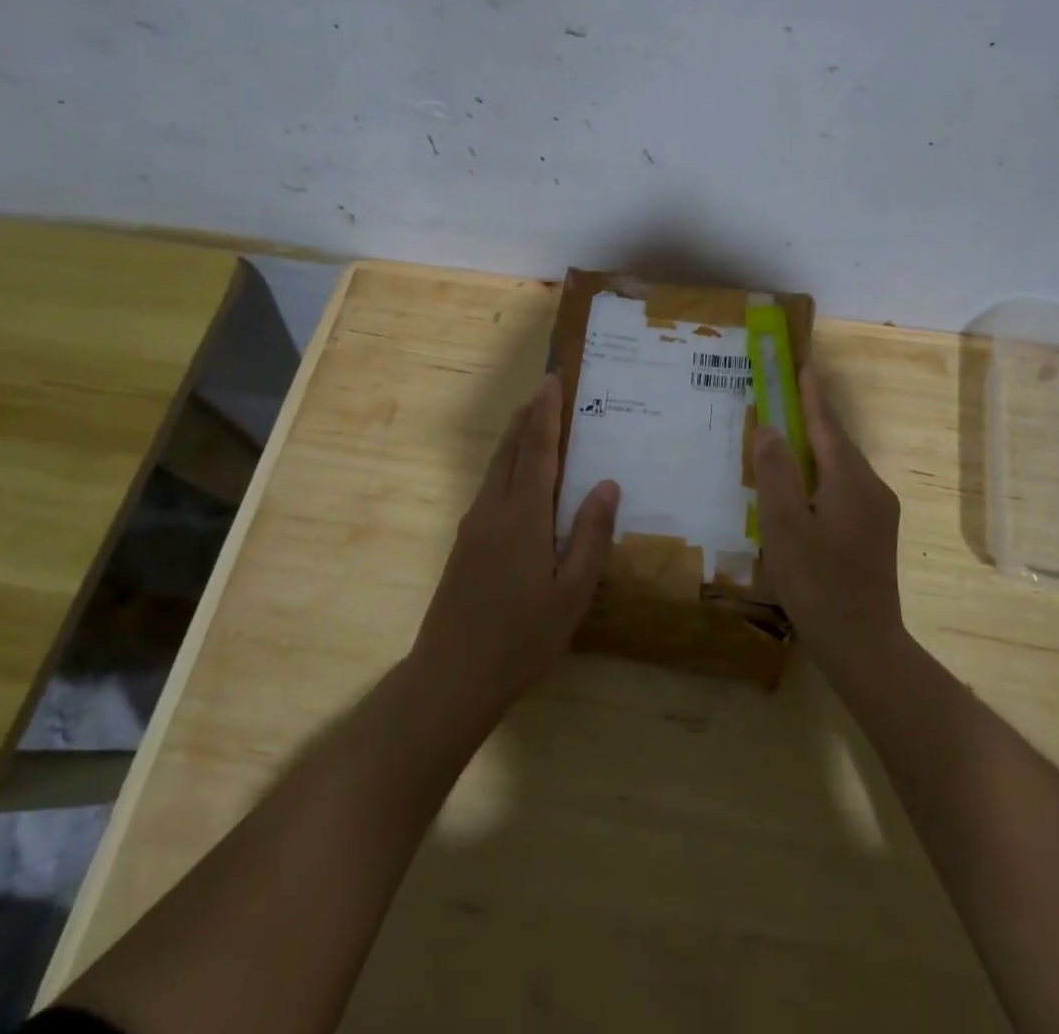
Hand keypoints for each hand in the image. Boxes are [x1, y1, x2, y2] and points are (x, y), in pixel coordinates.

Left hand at [412, 375, 618, 719]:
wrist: (451, 677)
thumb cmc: (521, 638)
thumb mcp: (572, 593)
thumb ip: (591, 536)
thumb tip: (607, 484)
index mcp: (523, 517)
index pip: (537, 450)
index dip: (546, 413)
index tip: (553, 380)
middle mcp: (493, 509)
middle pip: (511, 448)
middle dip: (529, 415)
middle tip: (547, 387)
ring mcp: (474, 525)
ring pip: (496, 466)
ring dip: (516, 436)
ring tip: (535, 418)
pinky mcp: (465, 543)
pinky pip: (490, 486)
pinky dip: (508, 462)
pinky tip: (520, 476)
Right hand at [752, 370, 906, 675]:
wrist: (864, 645)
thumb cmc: (817, 583)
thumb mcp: (784, 526)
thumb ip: (775, 472)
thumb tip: (769, 426)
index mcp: (850, 479)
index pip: (826, 422)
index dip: (810, 391)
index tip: (801, 362)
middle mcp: (871, 486)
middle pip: (836, 441)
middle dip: (811, 415)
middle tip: (784, 394)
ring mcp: (879, 511)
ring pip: (841, 466)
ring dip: (815, 447)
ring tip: (786, 437)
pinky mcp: (876, 532)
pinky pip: (845, 487)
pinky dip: (822, 474)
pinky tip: (803, 487)